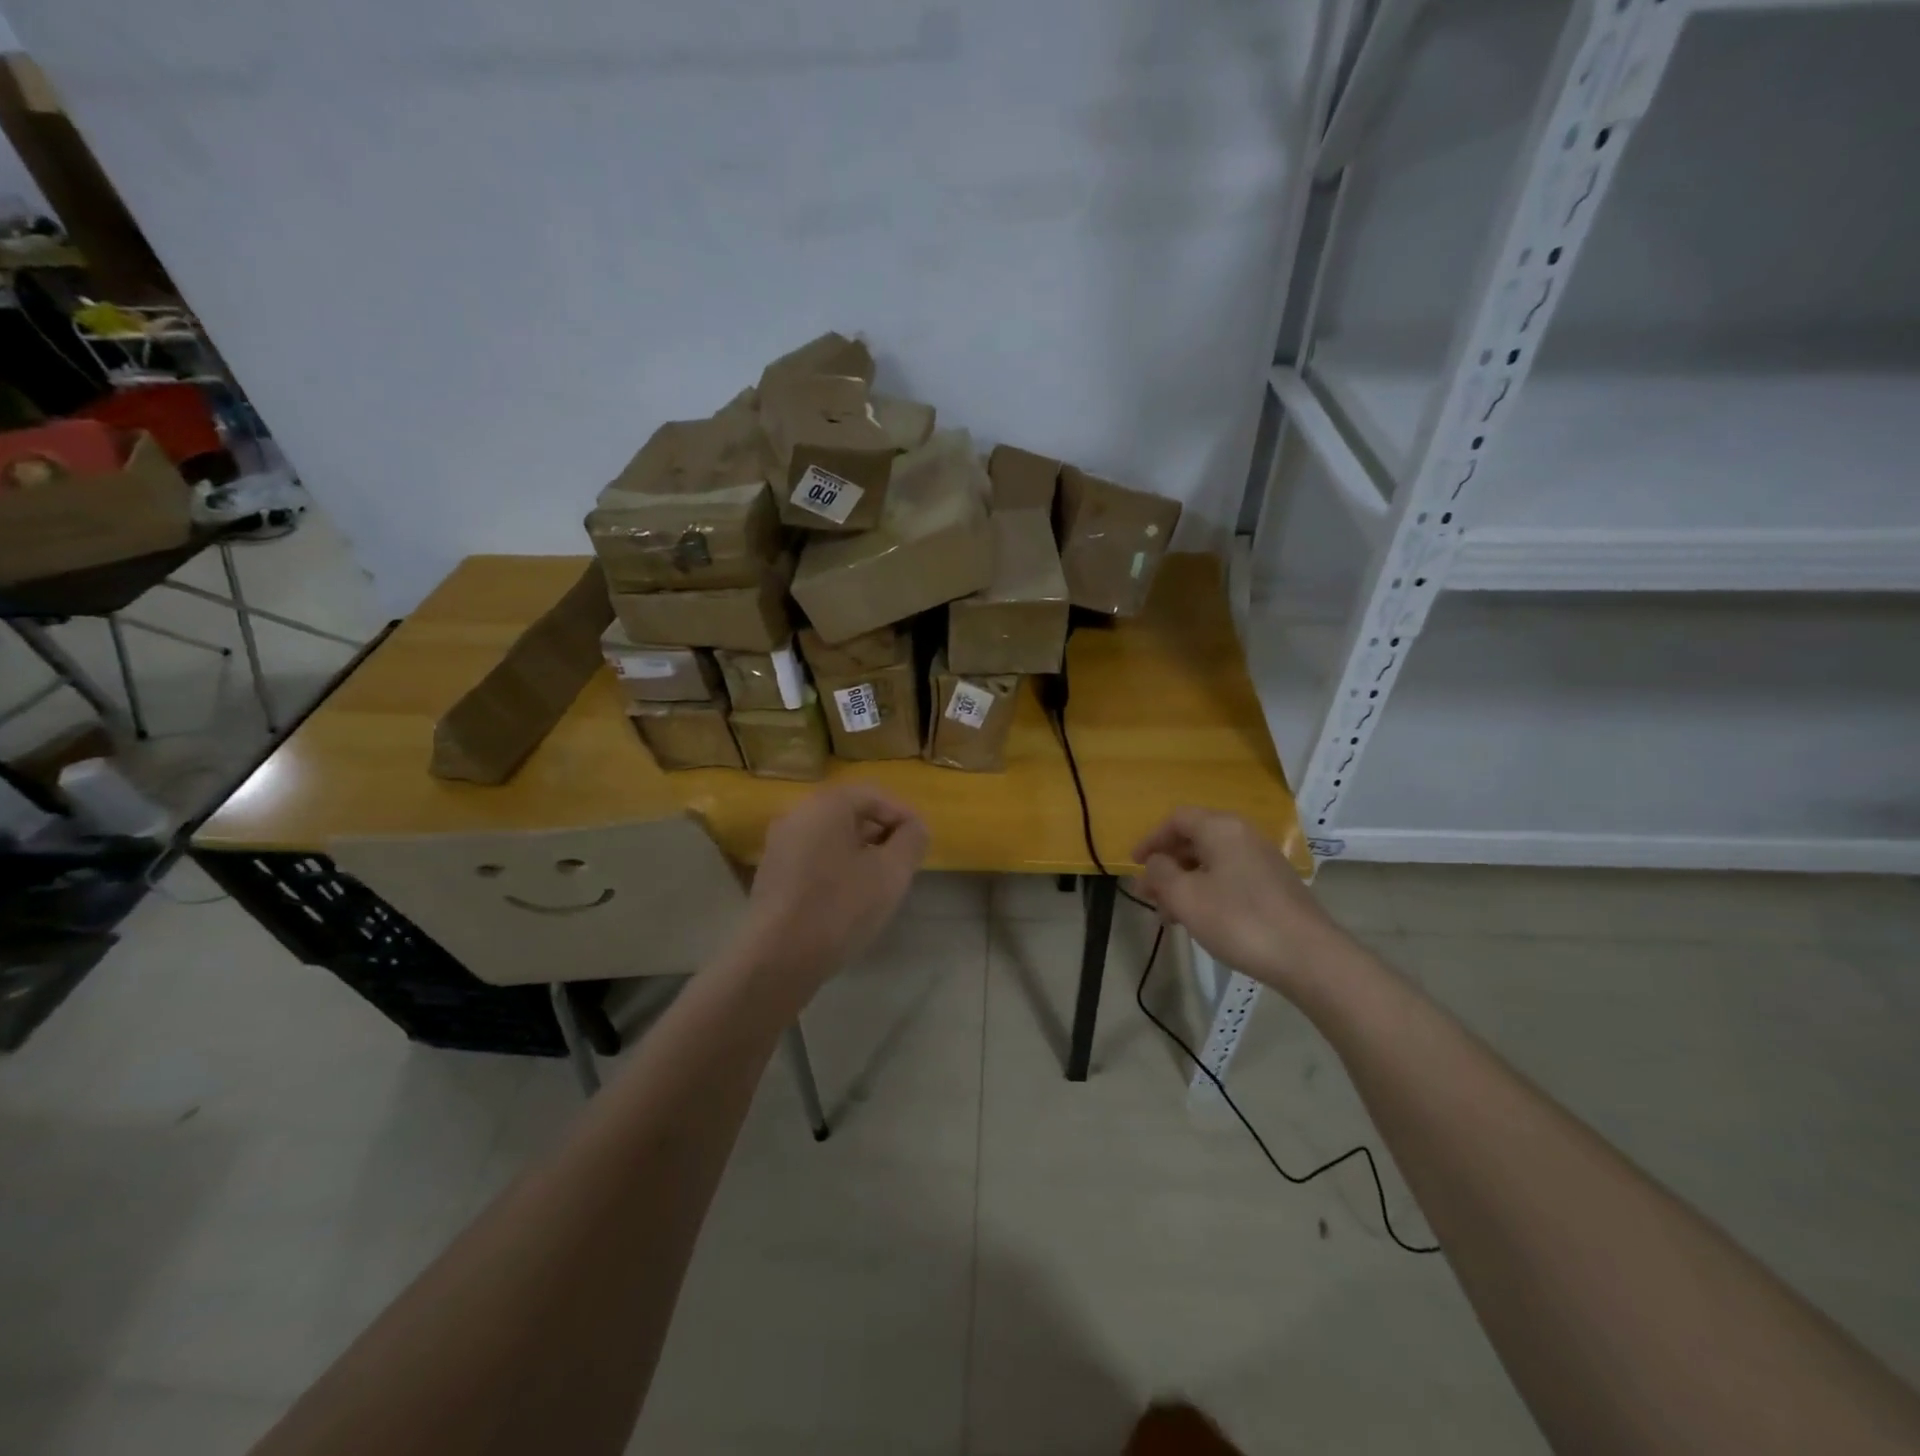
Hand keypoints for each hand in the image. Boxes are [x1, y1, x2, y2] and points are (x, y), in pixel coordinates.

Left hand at [732, 783, 928, 1002]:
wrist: (778, 959)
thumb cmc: (840, 907)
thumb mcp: (891, 873)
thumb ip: (911, 841)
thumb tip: (915, 827)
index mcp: (825, 805)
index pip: (874, 795)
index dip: (903, 814)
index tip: (922, 841)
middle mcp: (797, 815)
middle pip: (850, 813)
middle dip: (882, 833)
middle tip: (904, 861)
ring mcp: (779, 845)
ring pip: (831, 837)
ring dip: (861, 852)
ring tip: (881, 882)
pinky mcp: (772, 874)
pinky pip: (814, 857)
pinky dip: (837, 866)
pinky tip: (850, 897)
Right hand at [1132, 808, 1342, 997]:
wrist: (1308, 956)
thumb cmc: (1238, 920)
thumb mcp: (1185, 897)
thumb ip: (1161, 873)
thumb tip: (1156, 863)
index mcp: (1221, 828)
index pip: (1176, 819)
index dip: (1150, 839)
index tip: (1134, 865)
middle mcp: (1243, 835)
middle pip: (1194, 839)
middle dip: (1166, 865)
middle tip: (1147, 894)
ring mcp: (1262, 860)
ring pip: (1211, 862)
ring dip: (1184, 883)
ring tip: (1169, 915)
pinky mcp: (1274, 885)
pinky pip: (1229, 877)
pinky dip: (1207, 891)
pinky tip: (1200, 920)